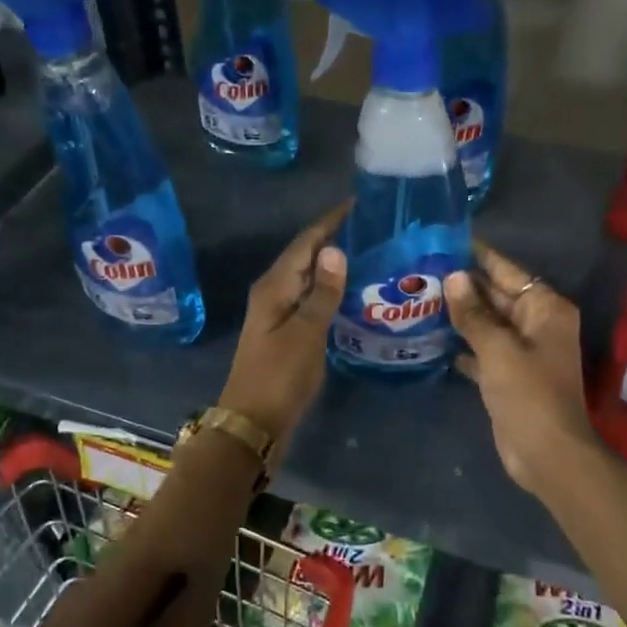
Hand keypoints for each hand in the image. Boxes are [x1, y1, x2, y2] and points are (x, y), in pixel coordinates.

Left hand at [217, 202, 349, 443]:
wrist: (253, 423)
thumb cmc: (278, 377)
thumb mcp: (305, 333)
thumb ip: (322, 293)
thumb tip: (335, 250)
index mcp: (274, 286)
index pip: (306, 242)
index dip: (330, 221)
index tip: (359, 203)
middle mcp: (274, 292)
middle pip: (306, 256)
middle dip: (335, 238)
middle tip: (373, 227)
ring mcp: (279, 313)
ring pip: (309, 278)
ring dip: (334, 264)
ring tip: (369, 252)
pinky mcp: (287, 332)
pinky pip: (311, 299)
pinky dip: (331, 290)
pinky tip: (353, 292)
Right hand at [445, 241, 601, 494]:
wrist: (547, 454)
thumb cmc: (528, 394)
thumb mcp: (498, 349)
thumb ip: (473, 313)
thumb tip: (453, 277)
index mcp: (545, 309)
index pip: (508, 272)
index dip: (478, 257)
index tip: (447, 241)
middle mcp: (537, 324)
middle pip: (497, 296)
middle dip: (463, 286)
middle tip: (421, 269)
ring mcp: (523, 351)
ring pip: (487, 323)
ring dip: (459, 314)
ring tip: (419, 297)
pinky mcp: (509, 374)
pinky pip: (482, 349)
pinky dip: (462, 343)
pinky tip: (432, 336)